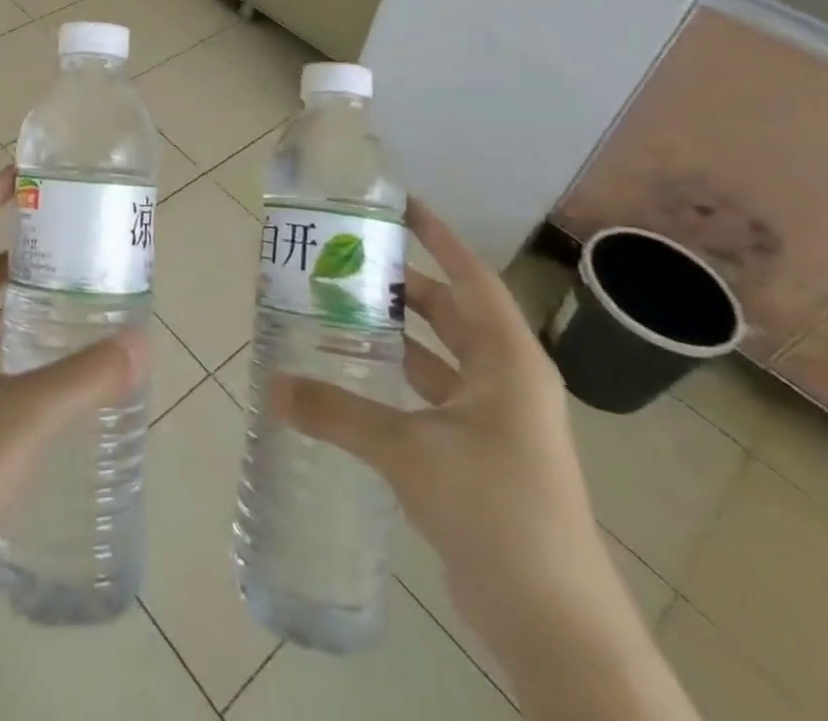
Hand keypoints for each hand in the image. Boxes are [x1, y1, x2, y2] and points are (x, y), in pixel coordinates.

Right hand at [269, 203, 699, 720]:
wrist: (555, 623)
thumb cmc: (496, 510)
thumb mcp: (410, 453)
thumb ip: (339, 413)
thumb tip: (272, 386)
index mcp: (507, 360)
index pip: (471, 276)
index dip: (438, 237)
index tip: (398, 204)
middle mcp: (505, 379)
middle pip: (450, 312)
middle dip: (404, 285)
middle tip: (347, 261)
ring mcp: (495, 419)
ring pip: (439, 355)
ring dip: (397, 334)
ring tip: (340, 310)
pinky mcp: (480, 453)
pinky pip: (432, 396)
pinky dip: (398, 380)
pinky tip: (356, 378)